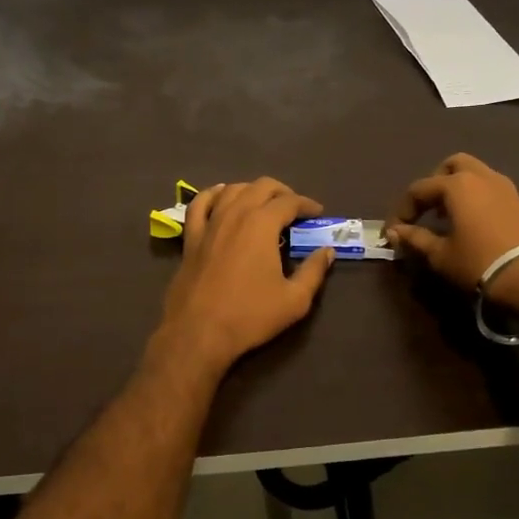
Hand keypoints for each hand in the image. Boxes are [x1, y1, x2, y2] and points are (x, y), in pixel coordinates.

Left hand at [152, 177, 335, 375]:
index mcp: (262, 224)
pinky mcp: (191, 237)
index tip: (317, 213)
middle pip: (261, 186)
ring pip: (231, 190)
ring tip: (263, 204)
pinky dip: (213, 195)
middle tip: (294, 208)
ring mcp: (209, 223)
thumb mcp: (294, 300)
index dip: (307, 204)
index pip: (289, 202)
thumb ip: (314, 271)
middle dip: (282, 192)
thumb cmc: (250, 315)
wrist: (198, 332)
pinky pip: (199, 204)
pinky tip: (221, 197)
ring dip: (251, 190)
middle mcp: (235, 213)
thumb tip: (327, 251)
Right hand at [384, 153, 518, 305]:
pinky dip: (476, 196)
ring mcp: (504, 187)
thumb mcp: (441, 255)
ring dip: (457, 187)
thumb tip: (394, 233)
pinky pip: (490, 188)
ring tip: (448, 215)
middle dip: (434, 183)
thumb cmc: (479, 263)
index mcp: (456, 184)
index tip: (394, 232)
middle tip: (426, 209)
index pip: (419, 189)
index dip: (403, 210)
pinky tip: (472, 222)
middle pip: (451, 166)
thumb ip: (415, 239)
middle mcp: (480, 176)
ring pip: (475, 173)